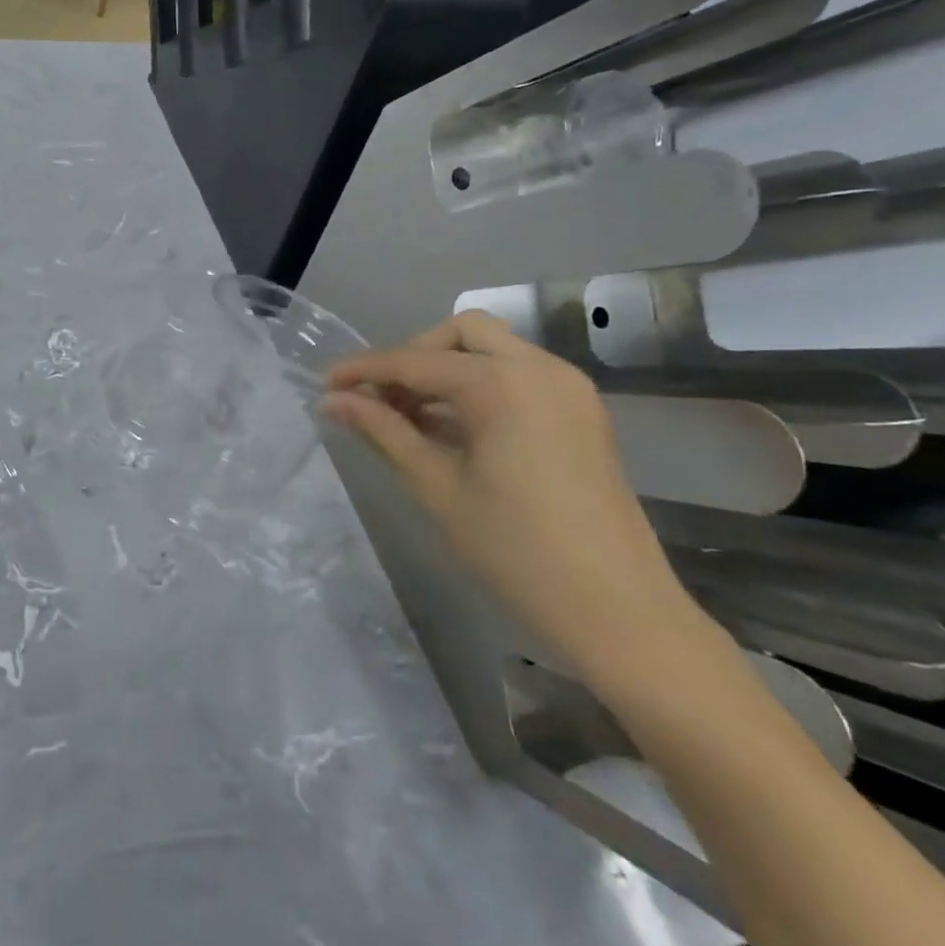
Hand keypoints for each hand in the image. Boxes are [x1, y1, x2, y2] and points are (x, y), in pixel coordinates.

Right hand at [321, 312, 703, 679]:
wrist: (620, 612)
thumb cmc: (516, 552)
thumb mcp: (438, 488)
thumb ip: (383, 431)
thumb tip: (332, 402)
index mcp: (503, 384)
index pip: (415, 361)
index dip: (364, 369)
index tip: (324, 383)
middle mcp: (541, 368)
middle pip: (461, 333)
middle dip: (413, 355)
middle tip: (380, 398)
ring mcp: (569, 388)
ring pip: (493, 349)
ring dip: (446, 369)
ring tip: (408, 415)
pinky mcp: (581, 412)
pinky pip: (519, 375)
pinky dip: (479, 386)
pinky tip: (452, 426)